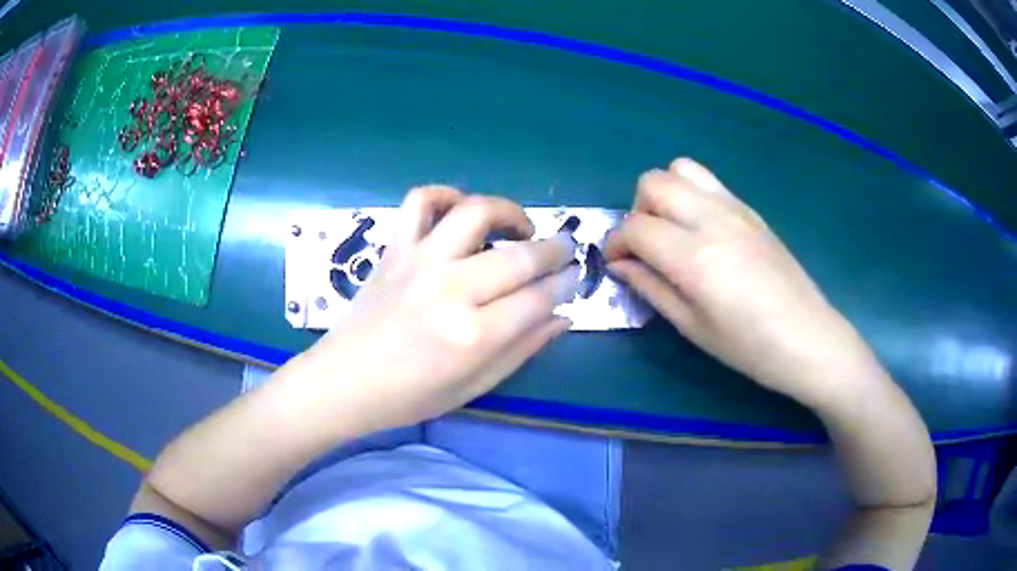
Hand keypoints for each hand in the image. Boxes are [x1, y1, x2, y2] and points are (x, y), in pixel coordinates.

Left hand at [303, 186, 578, 430]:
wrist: (344, 381)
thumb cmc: (410, 396)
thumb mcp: (474, 386)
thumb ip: (522, 349)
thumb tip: (562, 317)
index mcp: (473, 335)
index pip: (539, 298)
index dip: (566, 285)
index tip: (574, 279)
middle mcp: (451, 289)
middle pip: (520, 255)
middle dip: (555, 249)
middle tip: (565, 250)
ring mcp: (420, 262)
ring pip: (475, 212)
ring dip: (509, 211)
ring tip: (520, 227)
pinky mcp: (395, 249)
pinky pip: (420, 201)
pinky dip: (444, 194)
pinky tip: (460, 210)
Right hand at [604, 158, 870, 406]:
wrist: (808, 337)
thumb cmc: (749, 347)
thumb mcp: (692, 327)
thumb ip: (650, 288)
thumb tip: (620, 264)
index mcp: (694, 256)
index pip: (635, 227)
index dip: (616, 243)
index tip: (617, 263)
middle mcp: (711, 219)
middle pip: (653, 183)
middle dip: (637, 210)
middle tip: (646, 246)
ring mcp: (734, 208)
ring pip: (680, 169)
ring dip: (664, 194)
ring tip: (672, 229)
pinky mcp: (750, 209)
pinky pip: (709, 181)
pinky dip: (691, 194)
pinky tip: (701, 230)